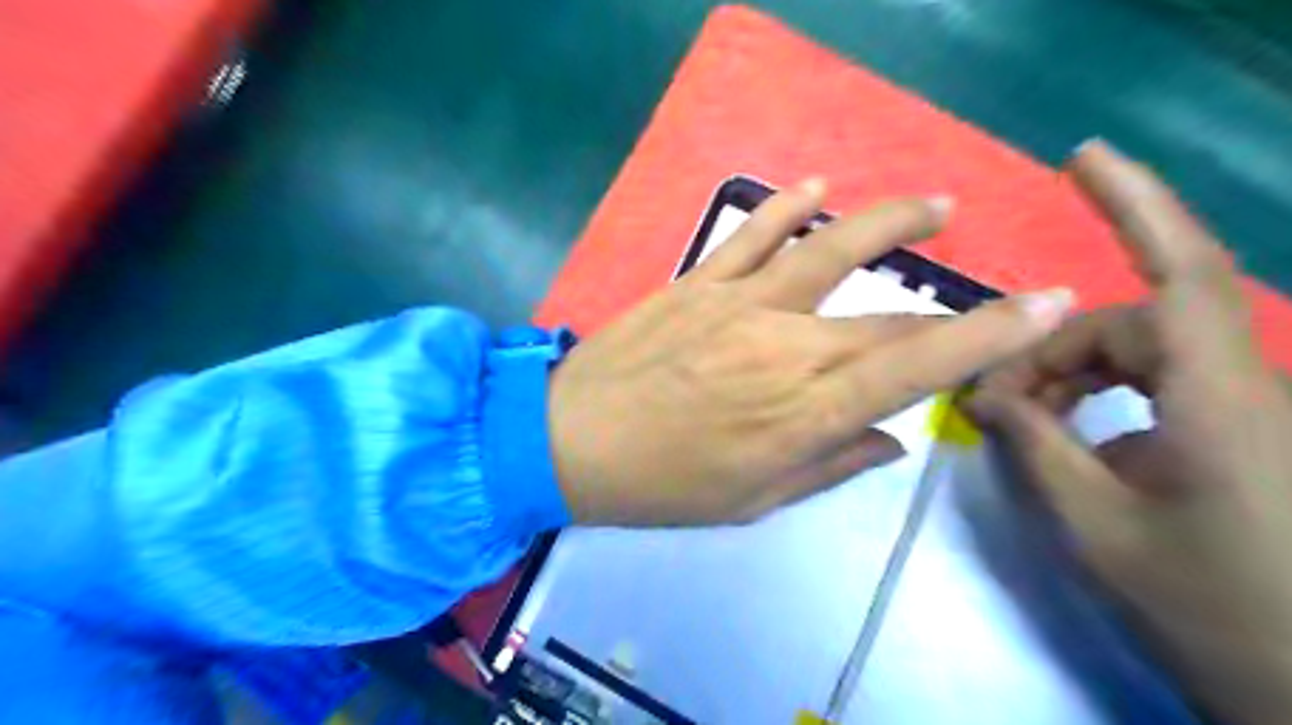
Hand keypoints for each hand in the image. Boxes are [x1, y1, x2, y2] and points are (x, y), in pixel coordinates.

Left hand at [545, 176, 1069, 523]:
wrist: (570, 442)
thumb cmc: (661, 486)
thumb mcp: (754, 501)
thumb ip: (831, 465)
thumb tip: (893, 436)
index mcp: (805, 412)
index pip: (919, 364)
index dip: (992, 335)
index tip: (1049, 304)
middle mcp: (786, 346)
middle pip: (888, 316)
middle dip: (948, 310)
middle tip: (988, 299)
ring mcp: (740, 304)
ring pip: (830, 249)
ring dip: (889, 221)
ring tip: (935, 205)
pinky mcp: (698, 282)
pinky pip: (753, 234)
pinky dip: (789, 206)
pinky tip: (819, 187)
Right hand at [975, 140, 1290, 724]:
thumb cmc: (1215, 614)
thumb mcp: (1096, 528)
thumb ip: (1033, 446)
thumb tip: (983, 393)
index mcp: (1222, 403)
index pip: (1180, 275)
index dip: (1134, 205)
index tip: (1081, 157)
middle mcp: (1247, 387)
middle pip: (1135, 326)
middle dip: (1053, 352)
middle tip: (991, 401)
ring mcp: (1251, 410)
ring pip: (1146, 354)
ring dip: (1073, 376)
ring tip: (1021, 420)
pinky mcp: (1247, 433)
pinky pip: (1163, 386)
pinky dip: (1103, 398)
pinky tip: (1071, 438)